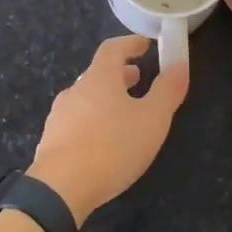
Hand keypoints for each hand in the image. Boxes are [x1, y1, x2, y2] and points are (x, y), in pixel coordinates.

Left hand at [29, 35, 188, 224]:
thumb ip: (167, 91)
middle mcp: (76, 90)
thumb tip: (180, 63)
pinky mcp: (51, 139)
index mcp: (100, 78)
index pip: (112, 48)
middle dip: (119, 73)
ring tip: (122, 112)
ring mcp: (59, 115)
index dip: (130, 43)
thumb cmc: (112, 147)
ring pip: (86, 97)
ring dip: (105, 98)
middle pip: (98, 73)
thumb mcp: (152, 120)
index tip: (145, 44)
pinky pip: (76, 121)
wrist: (60, 188)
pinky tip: (101, 141)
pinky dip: (92, 120)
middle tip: (137, 79)